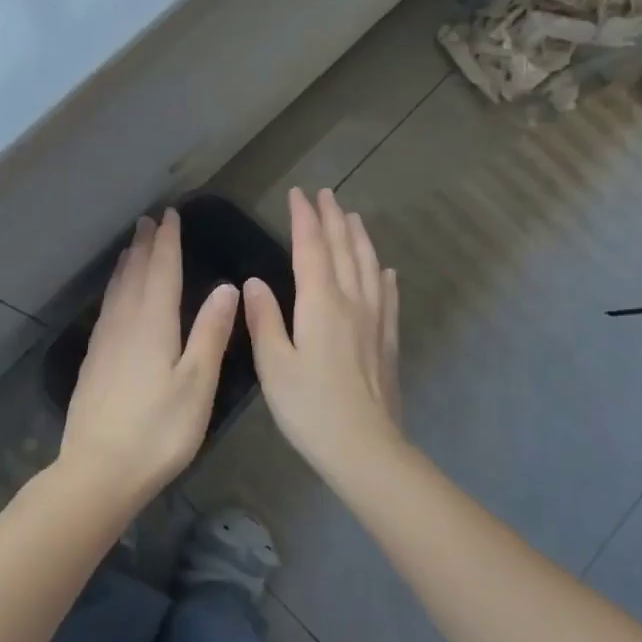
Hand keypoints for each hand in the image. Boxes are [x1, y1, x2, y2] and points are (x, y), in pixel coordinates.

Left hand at [61, 209, 239, 507]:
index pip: (162, 271)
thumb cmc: (158, 431)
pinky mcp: (92, 363)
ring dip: (127, 265)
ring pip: (116, 291)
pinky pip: (106, 310)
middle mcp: (125, 325)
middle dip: (145, 246)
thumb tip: (227, 287)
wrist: (98, 472)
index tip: (169, 215)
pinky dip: (114, 292)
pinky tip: (114, 300)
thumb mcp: (197, 384)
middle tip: (148, 220)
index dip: (168, 242)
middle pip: (136, 275)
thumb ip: (211, 333)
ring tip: (131, 248)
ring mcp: (103, 343)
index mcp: (154, 325)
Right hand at [243, 188, 403, 480]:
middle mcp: (351, 301)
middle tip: (325, 194)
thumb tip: (253, 281)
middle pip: (343, 249)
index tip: (298, 194)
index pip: (310, 248)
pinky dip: (384, 277)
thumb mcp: (273, 364)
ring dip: (359, 238)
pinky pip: (388, 298)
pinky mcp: (387, 341)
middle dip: (332, 218)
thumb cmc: (309, 407)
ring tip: (353, 217)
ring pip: (368, 266)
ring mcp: (374, 320)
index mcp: (320, 303)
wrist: (364, 447)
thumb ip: (264, 319)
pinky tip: (386, 271)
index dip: (304, 218)